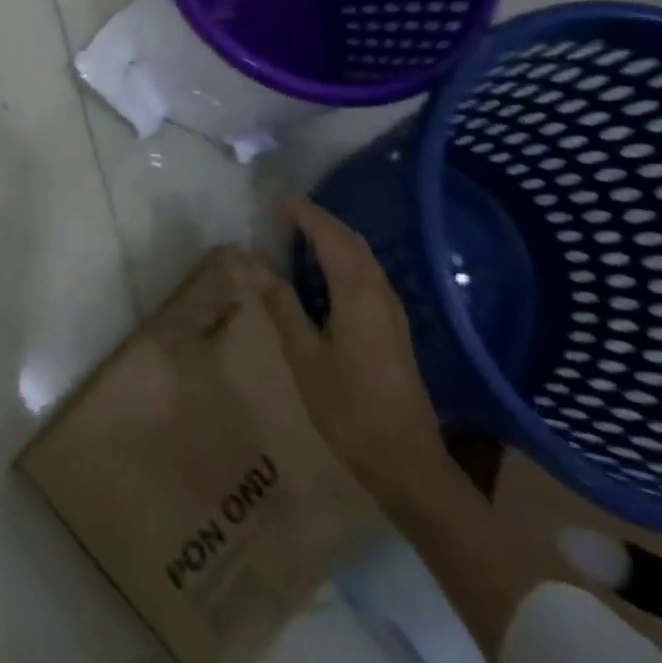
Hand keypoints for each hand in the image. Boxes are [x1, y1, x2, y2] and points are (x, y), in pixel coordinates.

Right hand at [262, 198, 446, 493]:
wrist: (406, 460)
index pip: (331, 238)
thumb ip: (282, 304)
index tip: (281, 202)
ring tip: (303, 236)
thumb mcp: (304, 355)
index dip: (307, 216)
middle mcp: (380, 293)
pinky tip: (327, 274)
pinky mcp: (394, 328)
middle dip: (323, 222)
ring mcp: (392, 311)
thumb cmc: (348, 406)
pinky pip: (368, 275)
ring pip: (364, 259)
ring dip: (336, 240)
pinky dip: (346, 260)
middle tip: (289, 215)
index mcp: (358, 293)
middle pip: (352, 242)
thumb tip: (255, 264)